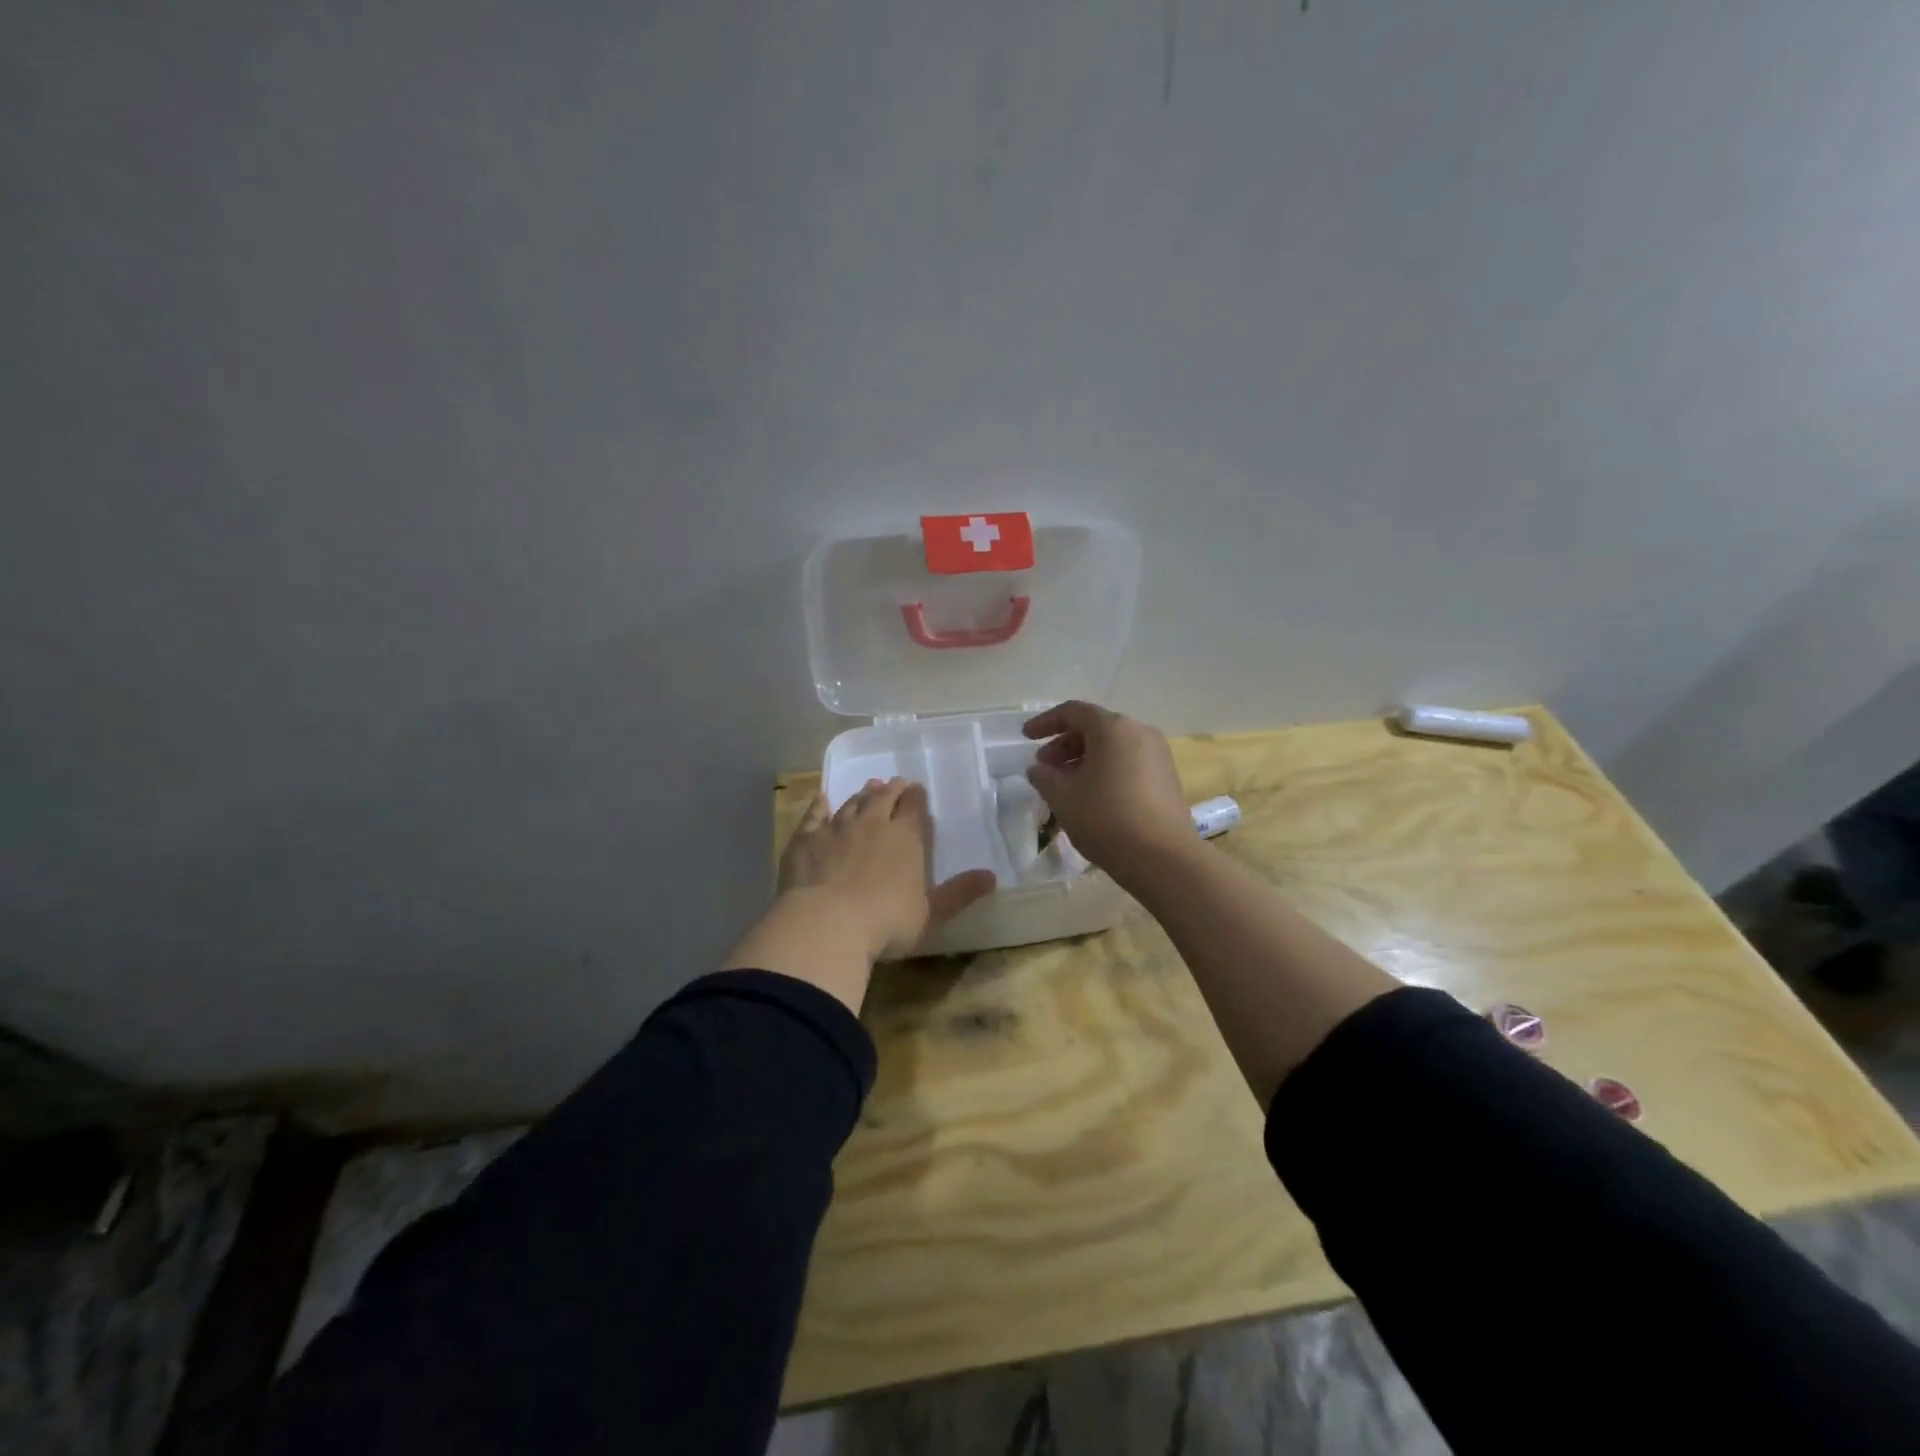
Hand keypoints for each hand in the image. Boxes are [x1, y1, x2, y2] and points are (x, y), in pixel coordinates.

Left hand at [778, 777, 995, 963]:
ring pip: (852, 803)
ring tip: (868, 788)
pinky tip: (821, 799)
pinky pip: (814, 815)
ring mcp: (836, 828)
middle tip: (894, 784)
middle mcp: (872, 823)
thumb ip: (960, 893)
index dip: (916, 797)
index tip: (916, 790)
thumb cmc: (886, 922)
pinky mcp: (806, 839)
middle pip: (883, 798)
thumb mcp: (931, 913)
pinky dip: (819, 805)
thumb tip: (992, 877)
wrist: (827, 924)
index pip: (914, 807)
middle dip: (891, 789)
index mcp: (906, 838)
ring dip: (862, 794)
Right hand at [1023, 701, 1193, 882]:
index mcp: (1113, 728)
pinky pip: (1128, 762)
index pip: (1073, 712)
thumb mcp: (1062, 798)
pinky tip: (1092, 795)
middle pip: (1095, 727)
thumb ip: (1044, 777)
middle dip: (1064, 744)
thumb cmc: (1106, 819)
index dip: (1045, 722)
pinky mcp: (1167, 777)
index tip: (1025, 737)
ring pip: (1112, 746)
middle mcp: (1139, 732)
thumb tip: (1038, 769)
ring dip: (1084, 759)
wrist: (1163, 858)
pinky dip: (1105, 769)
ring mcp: (1158, 754)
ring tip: (1064, 784)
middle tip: (1044, 767)